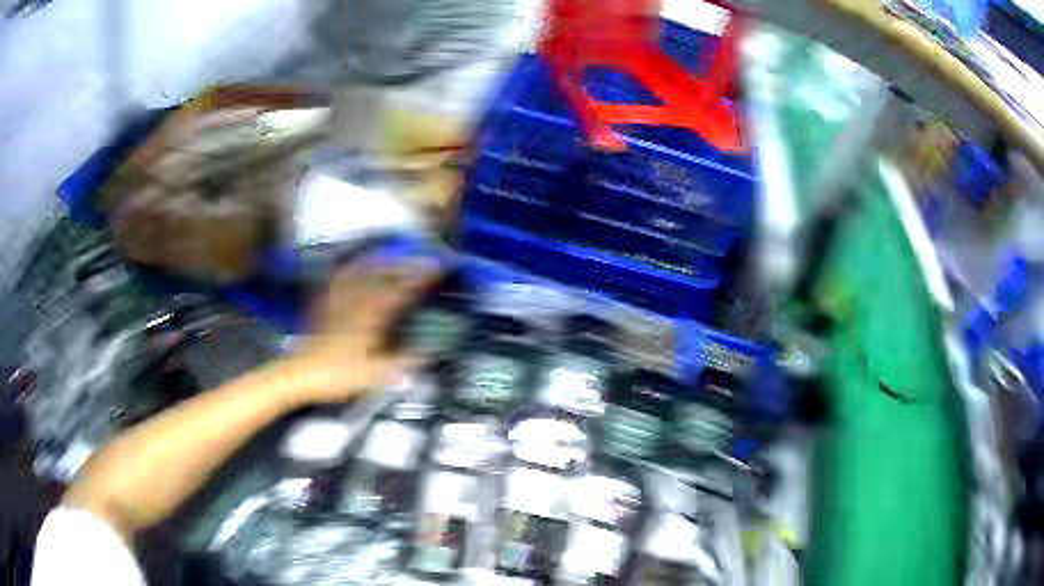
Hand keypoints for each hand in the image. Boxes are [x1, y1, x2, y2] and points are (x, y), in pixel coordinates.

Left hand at [281, 260, 440, 404]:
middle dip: (405, 264)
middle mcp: (354, 302)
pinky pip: (340, 279)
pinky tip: (354, 267)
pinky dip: (352, 269)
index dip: (420, 277)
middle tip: (422, 260)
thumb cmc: (336, 375)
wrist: (299, 374)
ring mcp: (338, 300)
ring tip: (393, 255)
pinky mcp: (324, 304)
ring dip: (380, 261)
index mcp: (369, 317)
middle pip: (382, 274)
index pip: (400, 290)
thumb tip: (427, 355)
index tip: (437, 268)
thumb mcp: (374, 375)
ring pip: (361, 272)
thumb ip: (402, 364)